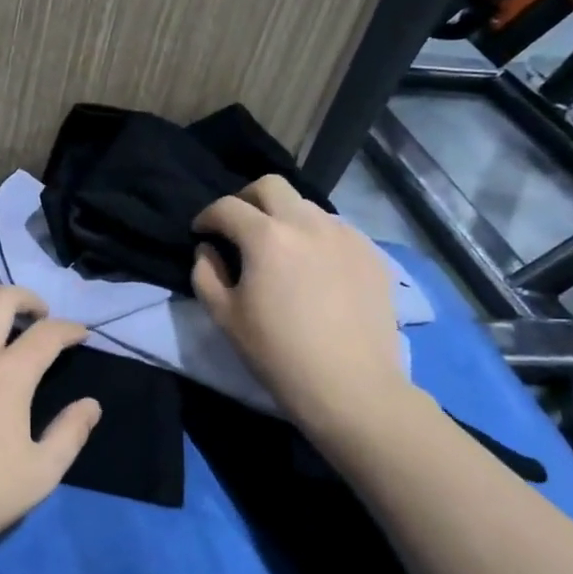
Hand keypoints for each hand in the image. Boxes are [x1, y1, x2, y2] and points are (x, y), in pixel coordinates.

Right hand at [191, 176, 411, 433]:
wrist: (351, 386)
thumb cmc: (277, 353)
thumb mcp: (224, 316)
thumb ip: (205, 273)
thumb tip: (208, 250)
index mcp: (266, 237)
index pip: (227, 207)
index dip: (207, 217)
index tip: (200, 233)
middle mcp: (307, 223)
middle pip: (270, 186)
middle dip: (246, 199)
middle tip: (238, 226)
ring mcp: (345, 236)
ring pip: (306, 206)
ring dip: (284, 217)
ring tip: (279, 249)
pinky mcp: (371, 254)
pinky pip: (336, 230)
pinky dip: (316, 237)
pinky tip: (314, 267)